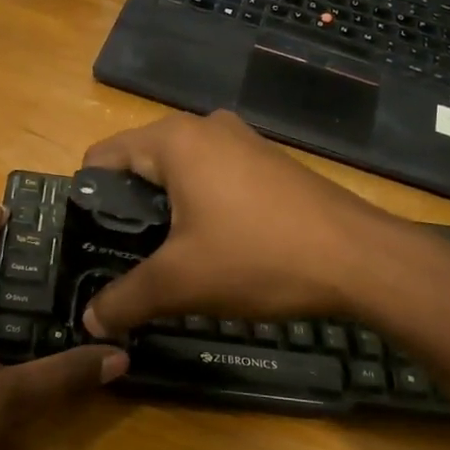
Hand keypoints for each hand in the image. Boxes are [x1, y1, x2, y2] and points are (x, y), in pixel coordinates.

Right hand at [82, 110, 400, 335]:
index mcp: (174, 140)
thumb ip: (124, 300)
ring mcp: (243, 141)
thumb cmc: (258, 257)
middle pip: (140, 164)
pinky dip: (201, 208)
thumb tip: (89, 322)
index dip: (88, 202)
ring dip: (166, 213)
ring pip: (180, 174)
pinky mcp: (269, 163)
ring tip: (170, 260)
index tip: (91, 246)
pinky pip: (215, 179)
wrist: (361, 259)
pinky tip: (216, 247)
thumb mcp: (180, 283)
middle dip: (128, 212)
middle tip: (128, 260)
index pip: (102, 158)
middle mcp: (206, 127)